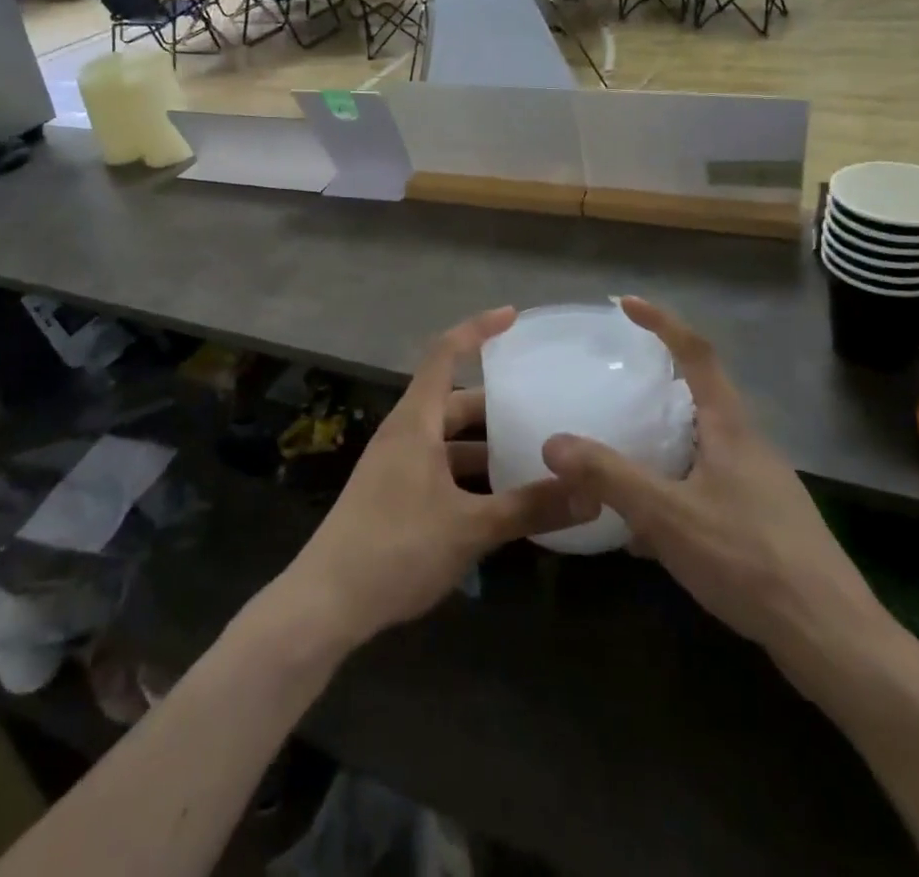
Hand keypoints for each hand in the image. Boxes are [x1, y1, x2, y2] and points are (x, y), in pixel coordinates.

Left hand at [278, 307, 585, 652]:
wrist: (326, 602)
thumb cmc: (397, 547)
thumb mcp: (470, 528)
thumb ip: (530, 508)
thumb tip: (592, 494)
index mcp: (415, 422)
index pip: (444, 354)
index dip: (478, 329)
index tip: (513, 316)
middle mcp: (404, 434)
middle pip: (453, 402)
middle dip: (495, 403)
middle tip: (541, 406)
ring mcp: (395, 466)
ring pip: (447, 440)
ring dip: (484, 445)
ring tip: (531, 456)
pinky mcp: (393, 495)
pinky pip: (439, 468)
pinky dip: (469, 475)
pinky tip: (499, 502)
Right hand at [541, 298, 892, 699]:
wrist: (832, 639)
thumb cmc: (749, 559)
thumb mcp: (668, 515)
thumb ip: (609, 477)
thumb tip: (553, 442)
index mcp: (731, 428)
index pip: (697, 353)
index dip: (662, 322)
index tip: (626, 304)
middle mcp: (749, 446)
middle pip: (702, 397)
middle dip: (659, 386)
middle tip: (616, 386)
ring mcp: (760, 486)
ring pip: (702, 447)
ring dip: (663, 446)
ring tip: (622, 461)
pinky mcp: (763, 523)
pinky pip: (708, 488)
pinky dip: (674, 493)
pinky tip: (648, 535)